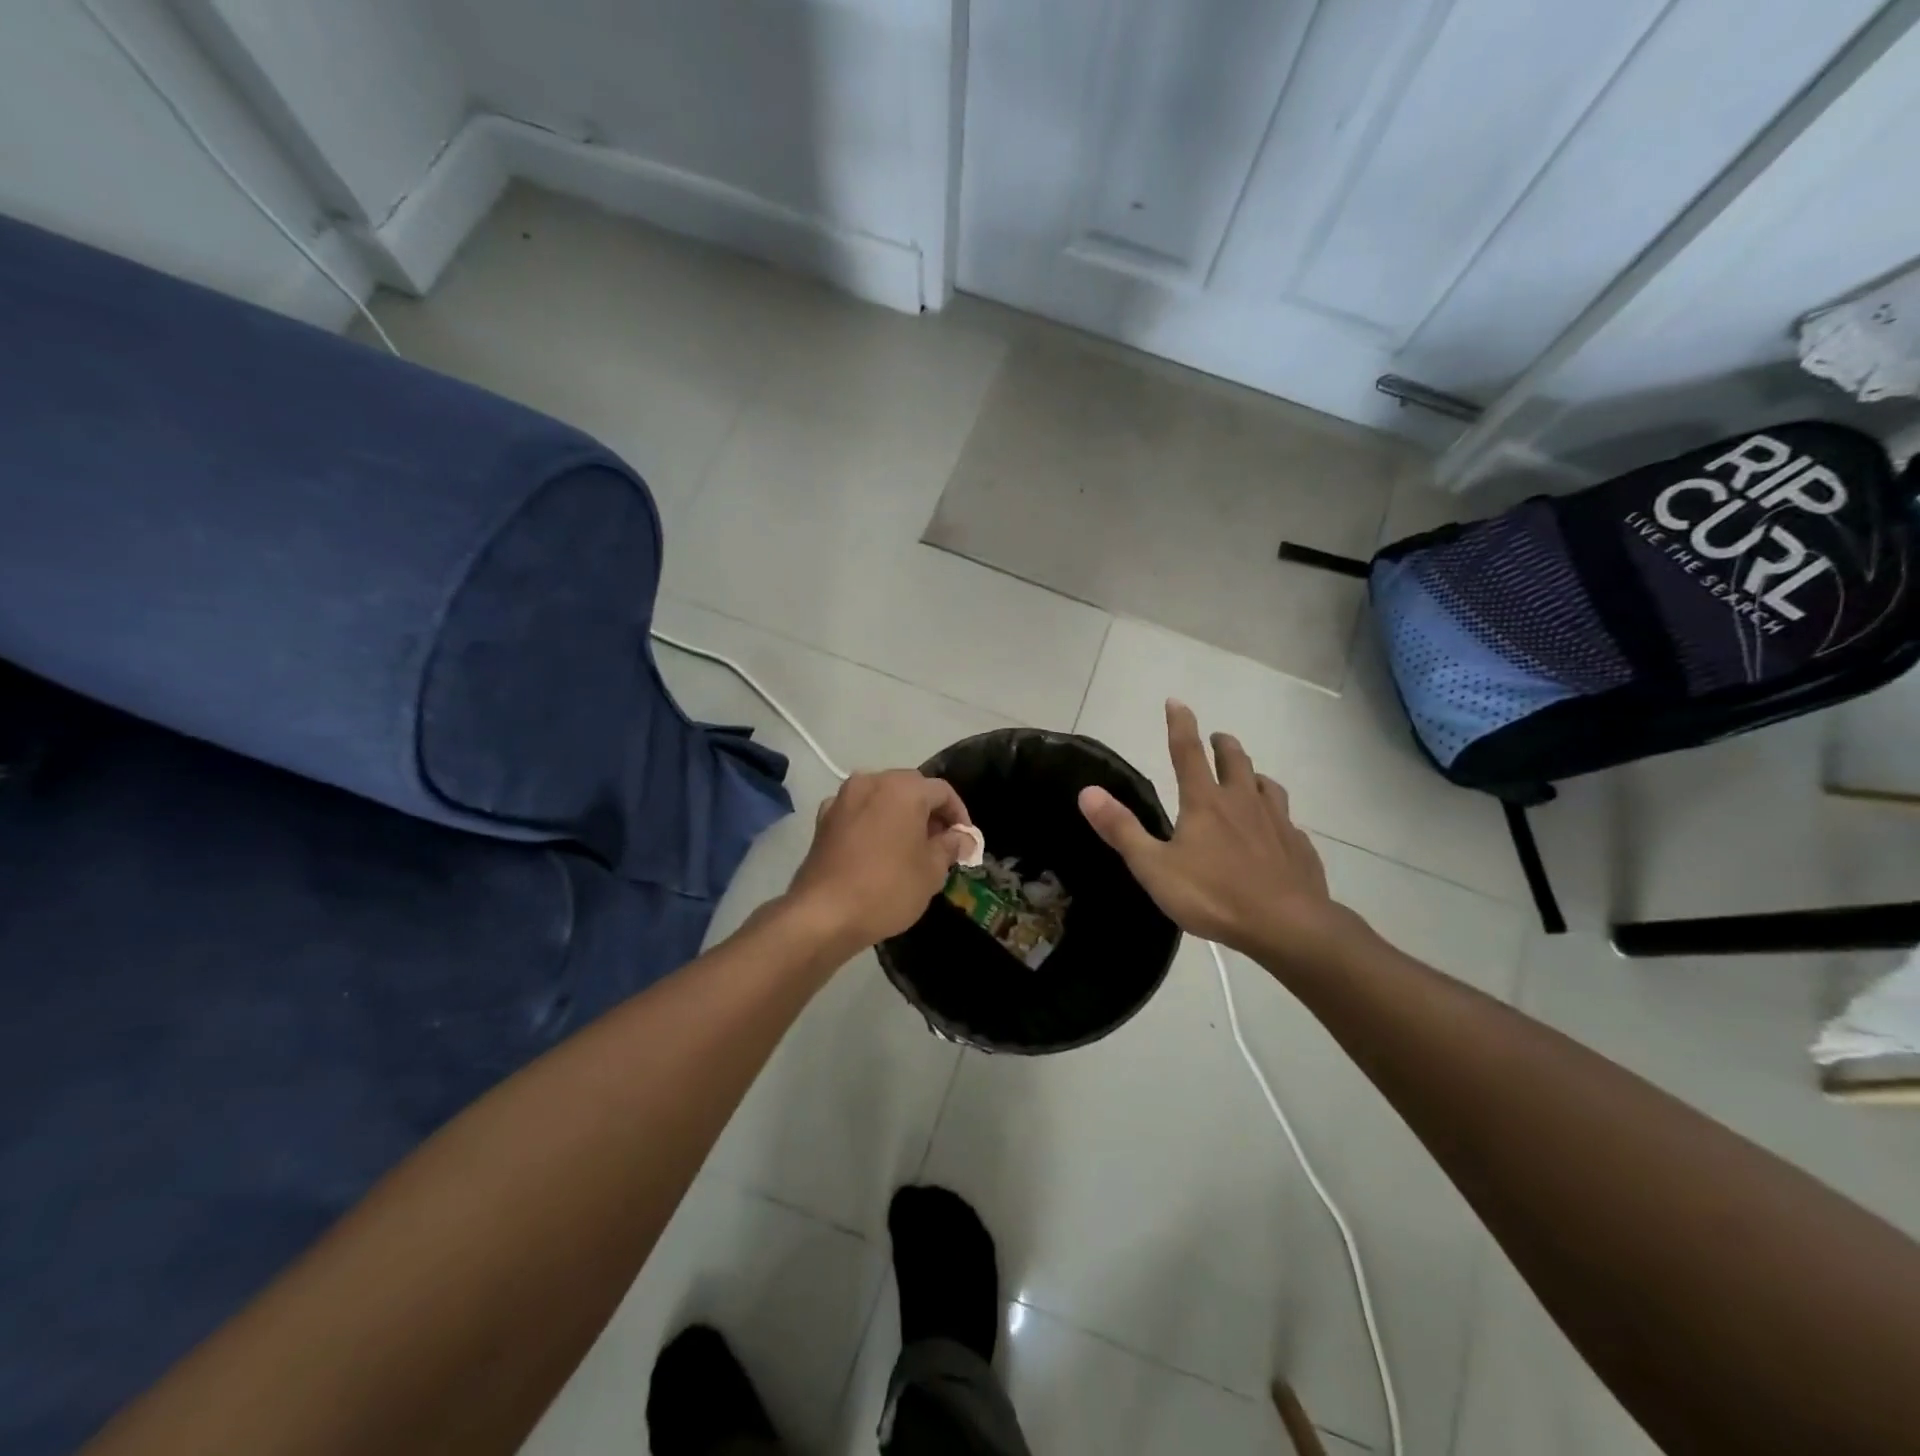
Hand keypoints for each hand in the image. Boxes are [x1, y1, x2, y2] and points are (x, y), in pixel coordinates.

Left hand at [786, 771, 975, 949]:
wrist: (823, 914)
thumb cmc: (887, 888)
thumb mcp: (931, 871)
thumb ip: (950, 846)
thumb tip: (961, 838)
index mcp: (903, 789)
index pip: (942, 791)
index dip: (959, 815)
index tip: (965, 841)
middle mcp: (871, 782)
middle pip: (911, 788)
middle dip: (929, 812)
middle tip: (940, 843)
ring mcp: (842, 798)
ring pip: (882, 798)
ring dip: (900, 815)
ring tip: (910, 847)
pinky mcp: (823, 819)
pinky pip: (859, 812)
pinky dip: (873, 823)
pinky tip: (878, 850)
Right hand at [1077, 701, 1355, 962]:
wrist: (1286, 926)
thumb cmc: (1213, 895)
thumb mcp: (1154, 867)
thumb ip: (1121, 829)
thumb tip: (1088, 791)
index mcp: (1205, 802)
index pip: (1188, 751)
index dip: (1180, 724)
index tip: (1176, 701)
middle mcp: (1243, 802)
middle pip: (1235, 760)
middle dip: (1223, 744)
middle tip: (1218, 738)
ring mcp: (1277, 822)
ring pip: (1267, 785)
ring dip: (1255, 775)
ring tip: (1251, 778)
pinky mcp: (1299, 847)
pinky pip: (1288, 822)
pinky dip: (1278, 817)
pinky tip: (1277, 831)